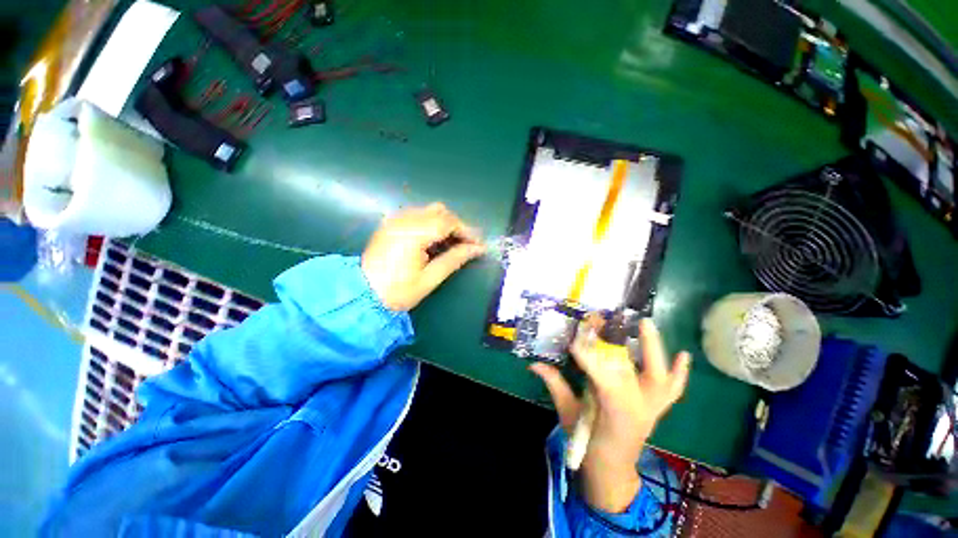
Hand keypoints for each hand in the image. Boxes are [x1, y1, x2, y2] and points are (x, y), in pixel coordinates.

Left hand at [362, 203, 484, 310]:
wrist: (362, 295)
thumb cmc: (398, 291)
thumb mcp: (430, 278)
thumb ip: (455, 259)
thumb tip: (478, 249)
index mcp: (413, 234)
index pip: (448, 222)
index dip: (467, 231)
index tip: (479, 244)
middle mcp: (403, 220)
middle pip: (439, 211)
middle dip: (456, 225)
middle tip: (466, 244)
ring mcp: (394, 220)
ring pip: (428, 210)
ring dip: (444, 223)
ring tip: (451, 243)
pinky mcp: (390, 223)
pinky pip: (417, 214)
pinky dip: (430, 223)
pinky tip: (433, 240)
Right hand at [530, 317, 690, 512]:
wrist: (611, 469)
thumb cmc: (587, 445)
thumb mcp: (568, 416)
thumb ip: (555, 386)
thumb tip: (533, 364)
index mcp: (615, 413)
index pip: (604, 379)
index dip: (589, 359)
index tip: (574, 342)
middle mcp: (639, 408)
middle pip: (635, 372)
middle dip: (621, 345)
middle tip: (612, 322)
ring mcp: (652, 408)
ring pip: (660, 377)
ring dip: (654, 349)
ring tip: (646, 324)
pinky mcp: (657, 408)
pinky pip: (673, 391)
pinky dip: (680, 373)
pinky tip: (686, 354)